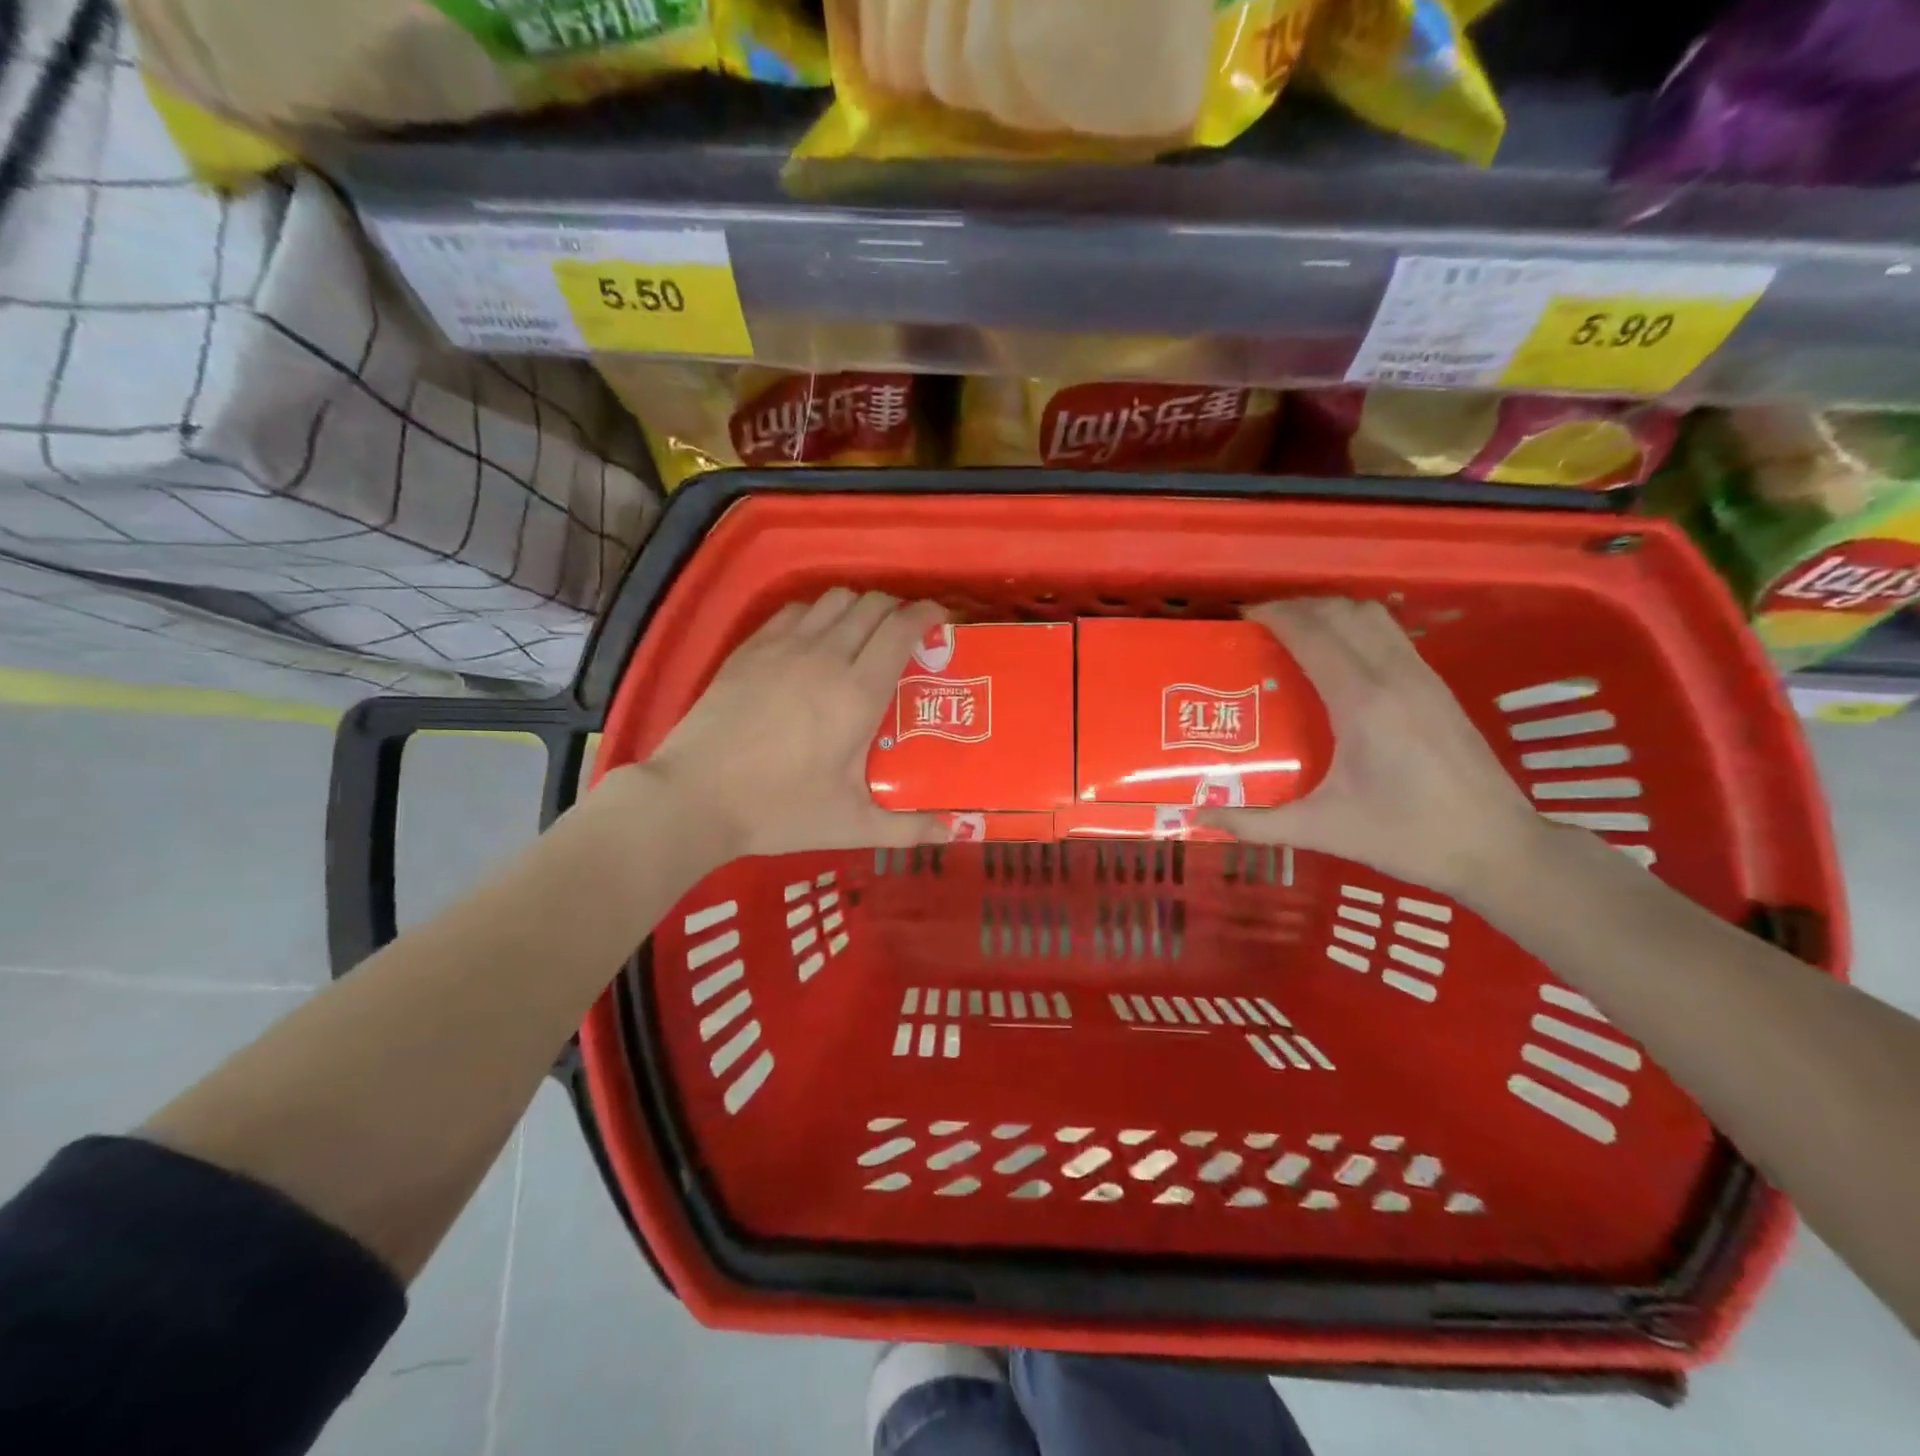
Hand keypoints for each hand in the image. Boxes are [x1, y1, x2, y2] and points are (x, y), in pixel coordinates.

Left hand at [636, 589, 952, 858]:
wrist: (695, 797)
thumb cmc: (780, 811)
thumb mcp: (851, 825)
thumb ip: (908, 828)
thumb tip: (955, 831)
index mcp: (857, 693)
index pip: (902, 629)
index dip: (929, 615)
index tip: (942, 621)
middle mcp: (826, 656)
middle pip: (873, 605)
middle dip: (899, 609)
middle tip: (907, 634)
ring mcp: (784, 647)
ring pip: (834, 599)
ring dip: (859, 607)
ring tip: (864, 632)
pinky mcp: (751, 648)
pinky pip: (796, 609)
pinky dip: (817, 612)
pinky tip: (816, 636)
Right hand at [1198, 598, 1546, 899]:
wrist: (1498, 849)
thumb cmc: (1407, 837)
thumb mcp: (1323, 830)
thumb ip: (1258, 822)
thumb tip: (1203, 817)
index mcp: (1363, 702)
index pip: (1313, 634)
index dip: (1274, 616)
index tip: (1240, 618)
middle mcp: (1395, 676)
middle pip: (1342, 612)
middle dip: (1297, 607)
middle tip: (1260, 626)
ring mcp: (1423, 677)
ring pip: (1372, 616)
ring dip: (1330, 612)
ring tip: (1296, 632)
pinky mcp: (1438, 687)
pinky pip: (1390, 634)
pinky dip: (1356, 627)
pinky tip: (1339, 657)